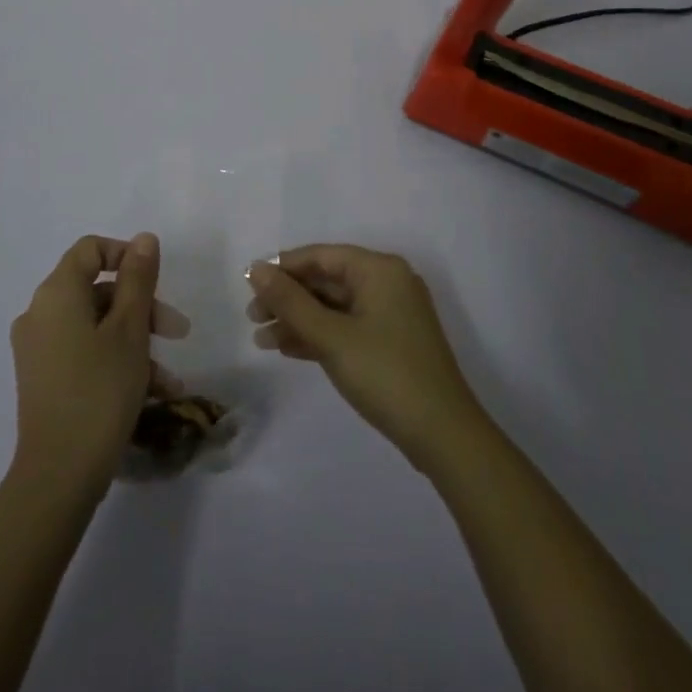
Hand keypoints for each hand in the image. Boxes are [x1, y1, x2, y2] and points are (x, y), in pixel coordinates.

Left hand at [9, 233, 186, 493]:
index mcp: (57, 293)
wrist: (59, 475)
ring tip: (169, 377)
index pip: (90, 249)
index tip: (157, 281)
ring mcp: (39, 349)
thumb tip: (143, 239)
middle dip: (142, 306)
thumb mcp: (130, 329)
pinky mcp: (43, 379)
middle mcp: (40, 314)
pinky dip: (116, 362)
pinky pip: (84, 352)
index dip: (126, 256)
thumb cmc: (100, 390)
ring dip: (136, 341)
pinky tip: (153, 394)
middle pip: (97, 289)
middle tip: (177, 331)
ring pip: (95, 325)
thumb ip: (138, 279)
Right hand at [247, 244, 489, 475]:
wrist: (443, 435)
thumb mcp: (331, 336)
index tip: (248, 285)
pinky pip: (346, 327)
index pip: (321, 255)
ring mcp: (390, 314)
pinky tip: (287, 349)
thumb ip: (290, 302)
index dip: (282, 268)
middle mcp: (387, 283)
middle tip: (252, 318)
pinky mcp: (390, 342)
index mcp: (379, 269)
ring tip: (261, 340)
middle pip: (326, 280)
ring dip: (298, 320)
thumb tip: (255, 269)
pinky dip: (318, 336)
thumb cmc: (385, 374)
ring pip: (333, 307)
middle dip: (288, 298)